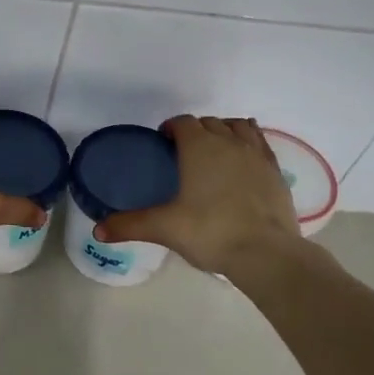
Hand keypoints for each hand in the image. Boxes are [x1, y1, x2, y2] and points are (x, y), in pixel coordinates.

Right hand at [96, 115, 312, 275]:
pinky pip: (261, 144)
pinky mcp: (276, 171)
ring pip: (239, 127)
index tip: (162, 143)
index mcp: (199, 147)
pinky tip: (244, 160)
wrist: (265, 252)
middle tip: (184, 153)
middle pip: (210, 122)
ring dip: (224, 131)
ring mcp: (256, 154)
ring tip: (215, 150)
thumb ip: (130, 225)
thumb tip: (97, 231)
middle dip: (196, 130)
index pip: (183, 122)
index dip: (171, 128)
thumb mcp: (164, 228)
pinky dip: (249, 143)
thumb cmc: (210, 232)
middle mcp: (228, 142)